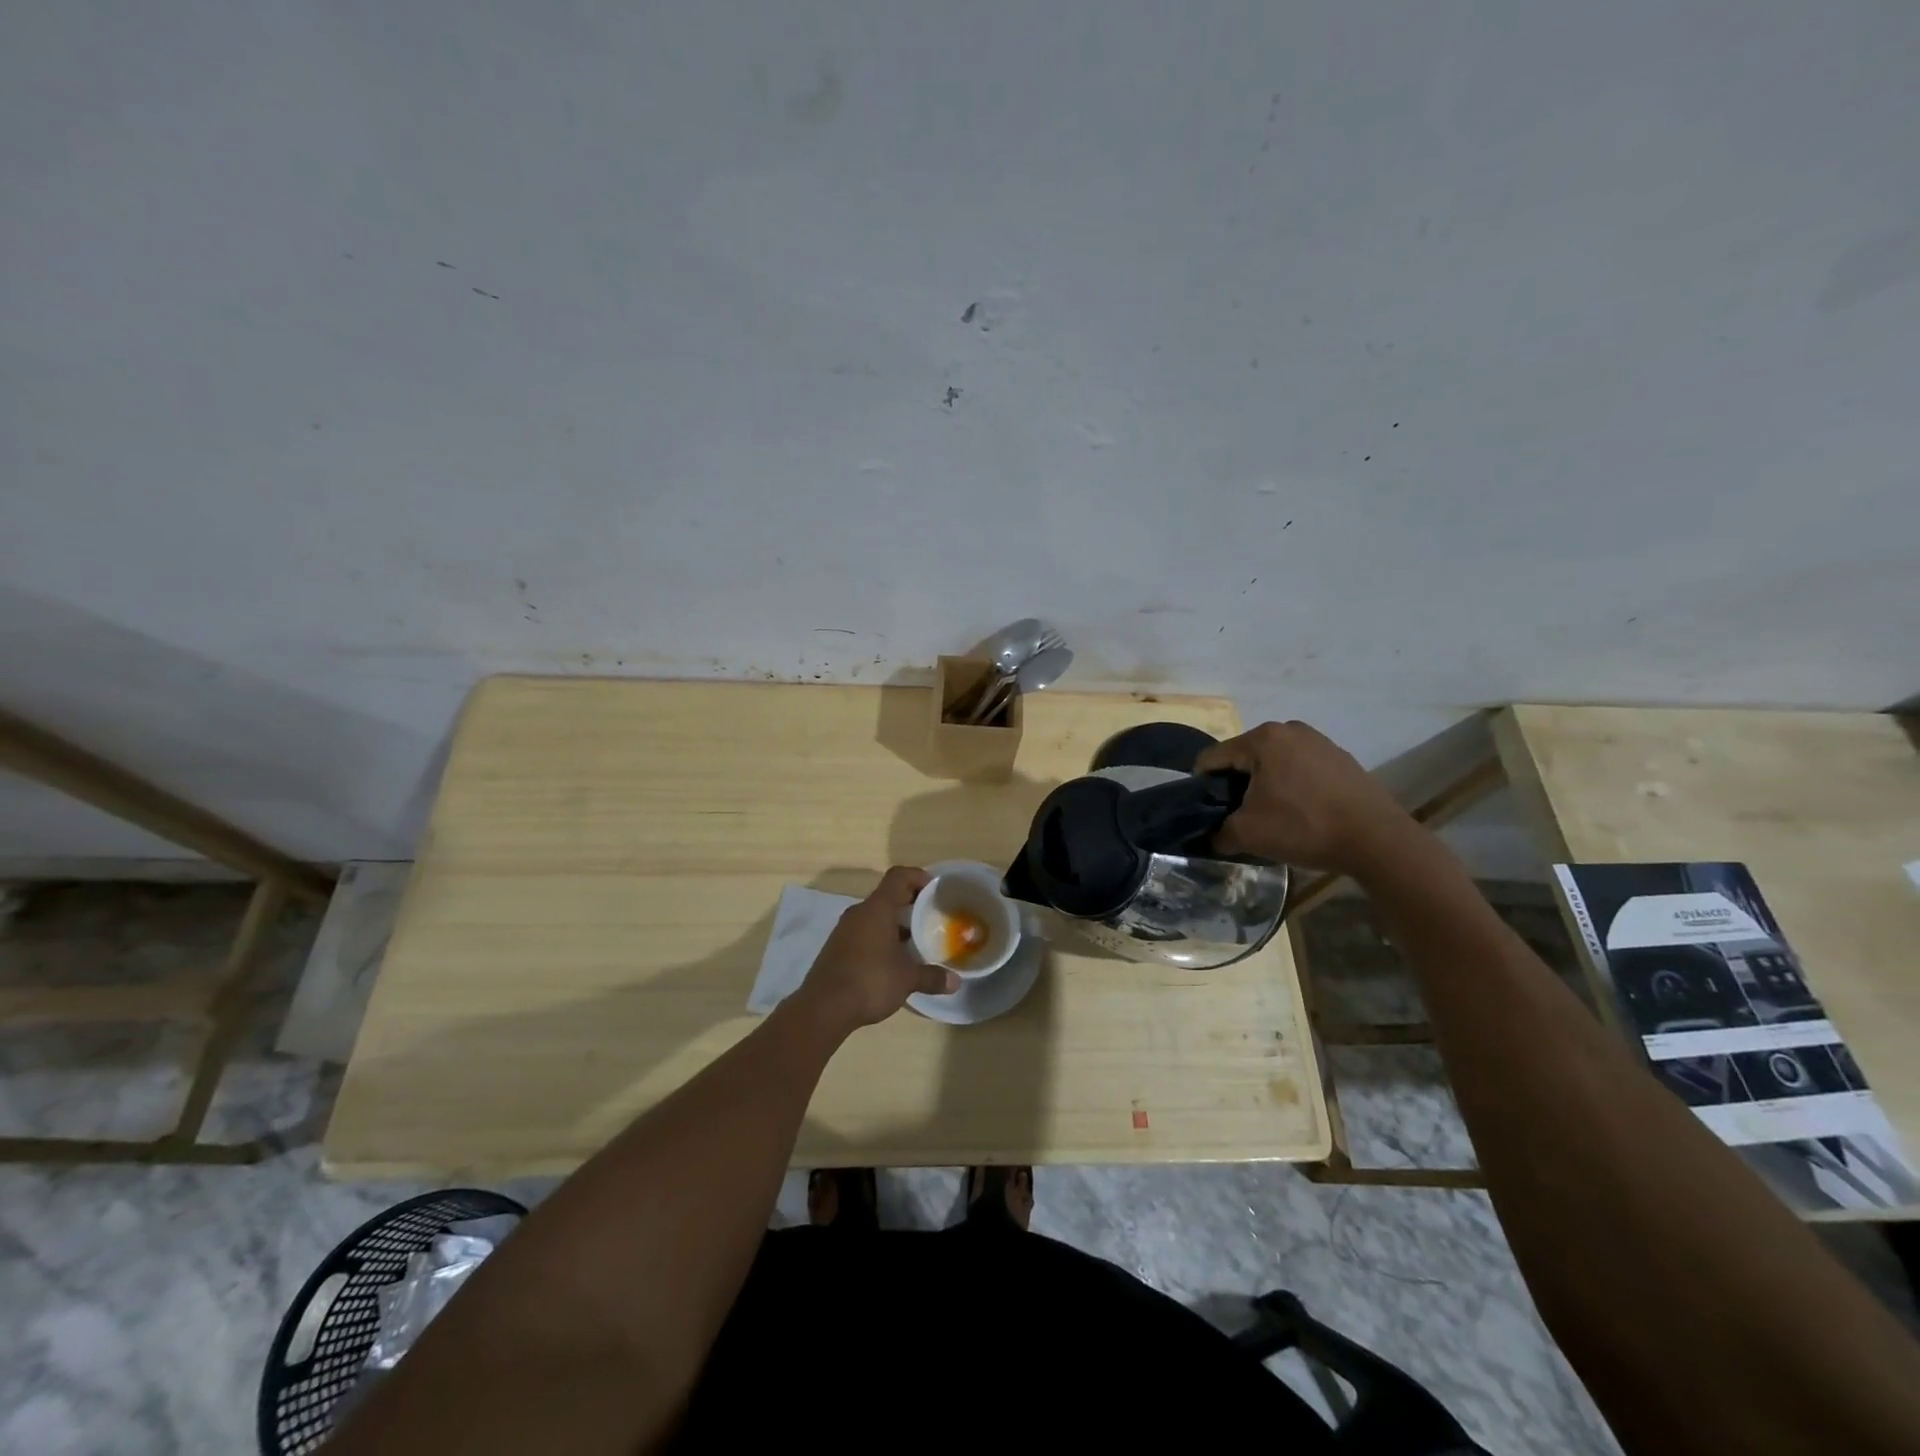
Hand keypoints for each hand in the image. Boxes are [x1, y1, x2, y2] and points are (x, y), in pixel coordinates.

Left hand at [791, 867, 958, 1033]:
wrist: (823, 1008)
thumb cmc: (870, 981)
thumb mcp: (907, 979)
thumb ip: (932, 977)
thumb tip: (956, 982)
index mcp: (877, 909)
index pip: (898, 876)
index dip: (918, 877)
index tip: (935, 890)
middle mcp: (859, 913)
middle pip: (887, 896)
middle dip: (910, 904)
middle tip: (931, 917)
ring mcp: (844, 930)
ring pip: (875, 916)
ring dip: (895, 924)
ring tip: (916, 941)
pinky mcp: (837, 948)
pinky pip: (864, 932)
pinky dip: (881, 938)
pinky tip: (893, 960)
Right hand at [1196, 721, 1415, 875]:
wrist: (1377, 840)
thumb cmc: (1304, 827)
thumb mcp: (1248, 834)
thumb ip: (1219, 832)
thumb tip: (1212, 835)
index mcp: (1262, 739)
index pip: (1213, 757)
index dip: (1202, 786)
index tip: (1207, 812)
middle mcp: (1289, 729)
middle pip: (1244, 757)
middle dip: (1236, 785)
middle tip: (1240, 816)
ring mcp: (1318, 741)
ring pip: (1273, 762)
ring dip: (1264, 786)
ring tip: (1272, 816)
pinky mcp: (1340, 757)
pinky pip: (1300, 768)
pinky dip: (1292, 786)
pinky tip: (1301, 813)